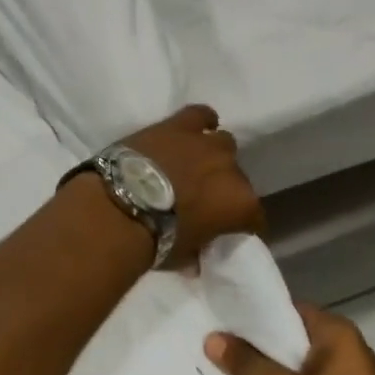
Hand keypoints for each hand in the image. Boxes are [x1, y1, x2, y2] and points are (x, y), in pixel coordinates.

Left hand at [120, 104, 264, 268]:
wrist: (121, 207)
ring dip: (212, 155)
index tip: (228, 230)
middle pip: (236, 176)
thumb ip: (196, 252)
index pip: (253, 217)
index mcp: (241, 204)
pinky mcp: (179, 124)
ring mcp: (205, 143)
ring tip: (194, 164)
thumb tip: (195, 260)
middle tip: (202, 197)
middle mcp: (232, 169)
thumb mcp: (183, 256)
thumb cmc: (155, 240)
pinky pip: (200, 114)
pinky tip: (195, 128)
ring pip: (222, 142)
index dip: (241, 224)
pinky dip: (201, 120)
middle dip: (223, 186)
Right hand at [206, 300, 374, 374]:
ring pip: (302, 362)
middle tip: (222, 347)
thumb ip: (249, 365)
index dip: (254, 315)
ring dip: (274, 369)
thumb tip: (212, 338)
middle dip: (260, 344)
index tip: (223, 322)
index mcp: (337, 332)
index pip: (287, 309)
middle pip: (293, 336)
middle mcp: (349, 346)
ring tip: (236, 372)